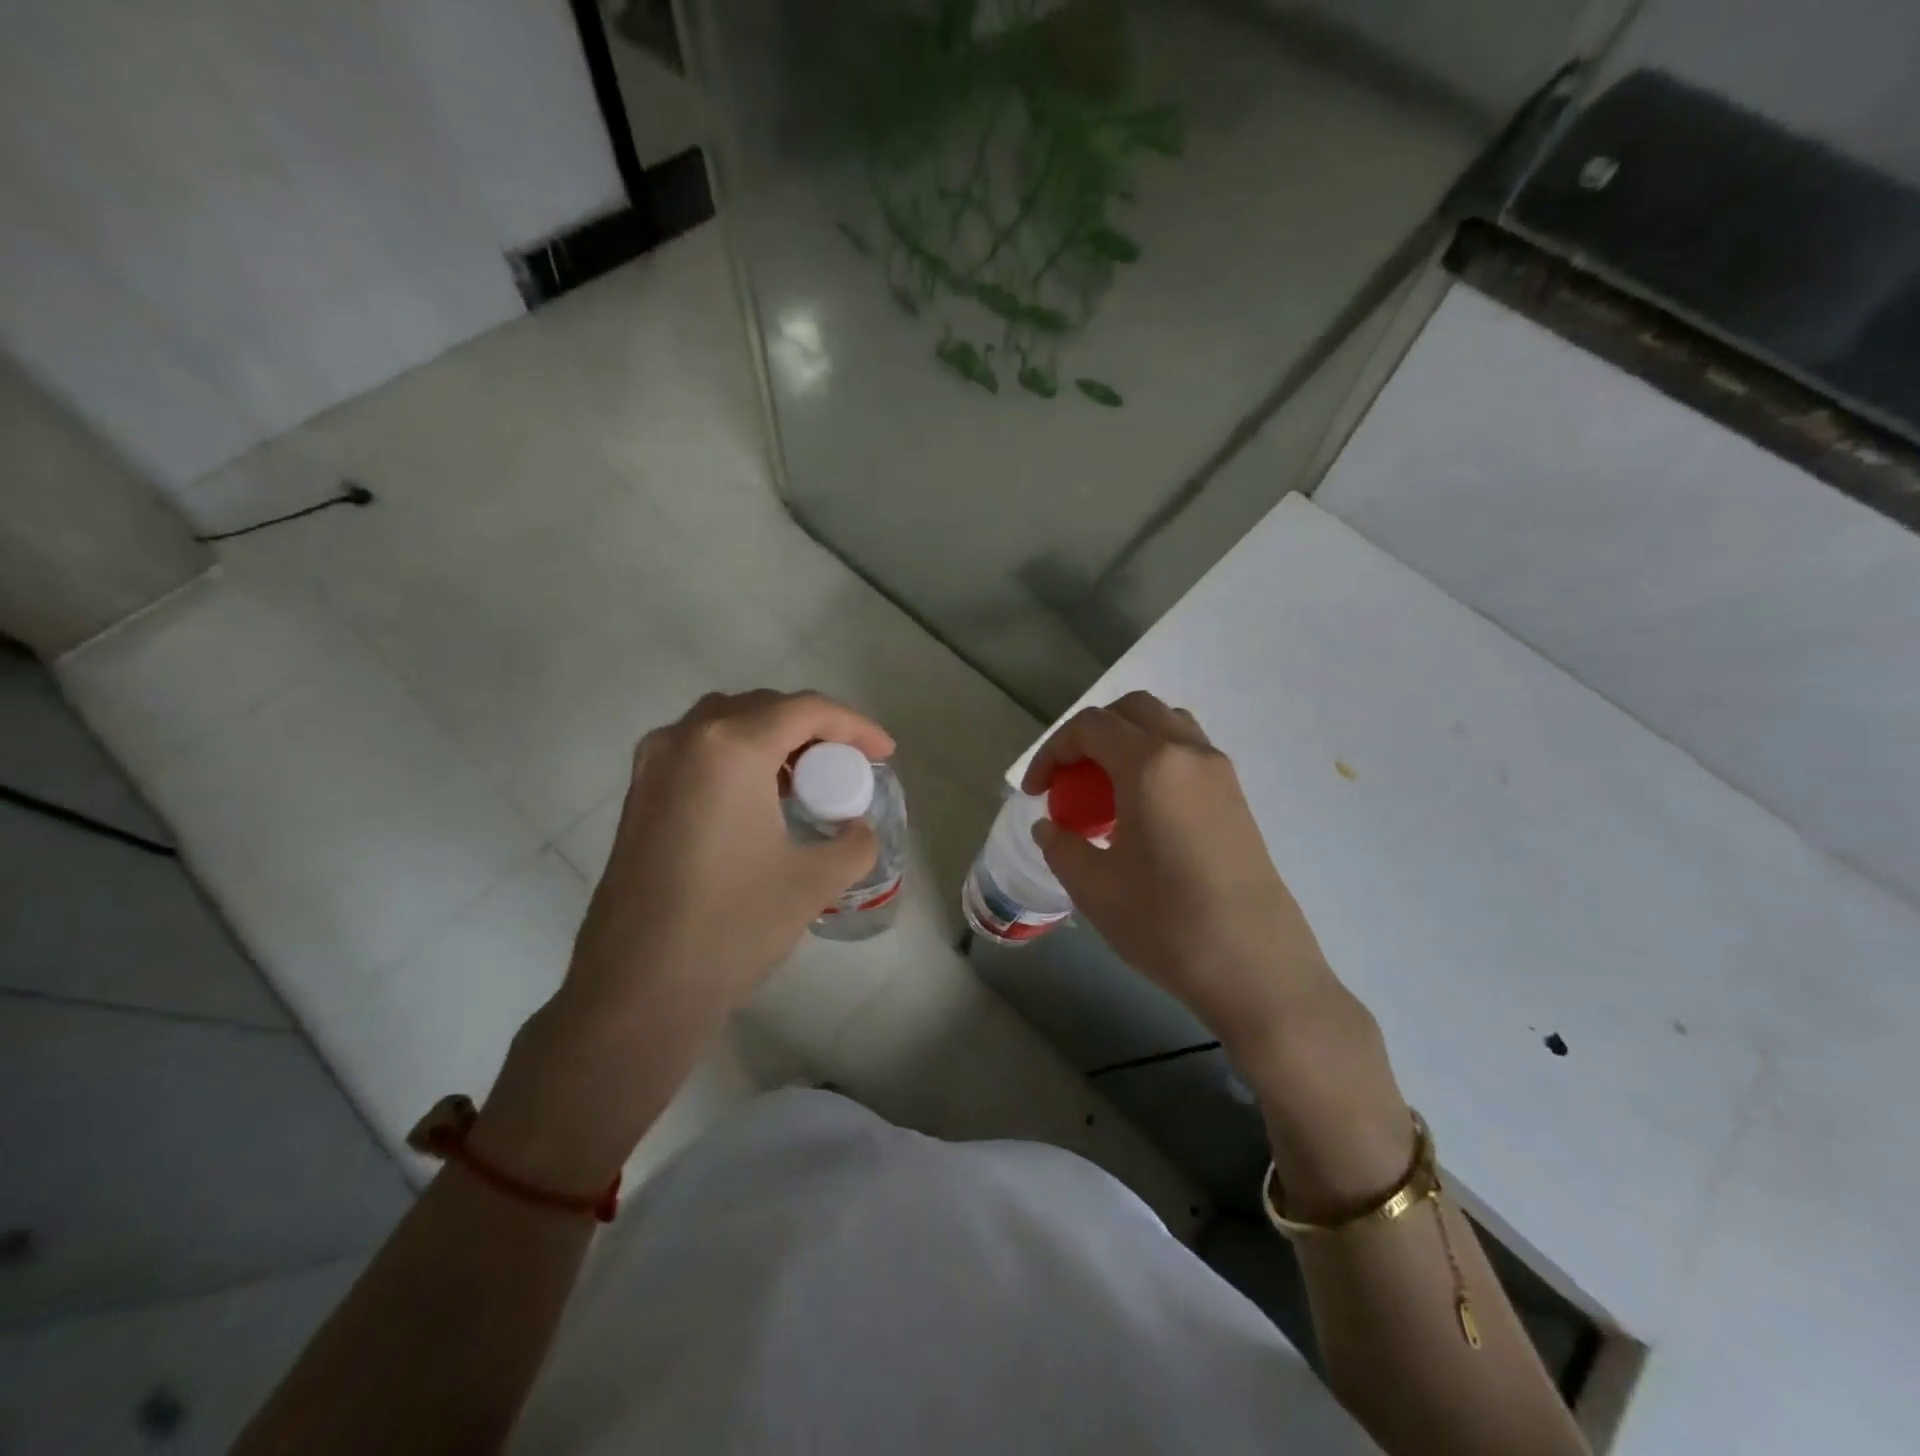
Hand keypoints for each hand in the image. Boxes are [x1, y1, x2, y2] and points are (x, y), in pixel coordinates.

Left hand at [567, 688, 894, 1021]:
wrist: (638, 990)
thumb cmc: (732, 925)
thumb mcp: (815, 881)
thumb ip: (855, 842)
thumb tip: (857, 829)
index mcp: (731, 747)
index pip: (807, 710)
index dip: (855, 726)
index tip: (885, 754)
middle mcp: (685, 739)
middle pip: (764, 707)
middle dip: (814, 728)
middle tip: (847, 766)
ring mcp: (653, 765)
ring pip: (726, 723)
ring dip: (772, 738)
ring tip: (805, 780)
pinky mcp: (638, 794)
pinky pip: (698, 750)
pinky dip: (738, 757)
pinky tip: (759, 800)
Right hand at [1023, 692, 1410, 1213]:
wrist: (1256, 969)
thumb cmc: (1166, 924)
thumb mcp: (1094, 887)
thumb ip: (1061, 845)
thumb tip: (1051, 826)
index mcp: (1150, 765)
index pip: (1090, 727)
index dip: (1052, 751)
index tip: (1035, 792)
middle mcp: (1189, 753)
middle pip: (1132, 710)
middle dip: (1090, 734)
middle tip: (1070, 780)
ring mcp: (1221, 773)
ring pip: (1167, 726)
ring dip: (1128, 742)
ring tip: (1107, 791)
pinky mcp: (1238, 798)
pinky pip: (1189, 754)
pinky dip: (1156, 761)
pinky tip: (1143, 813)